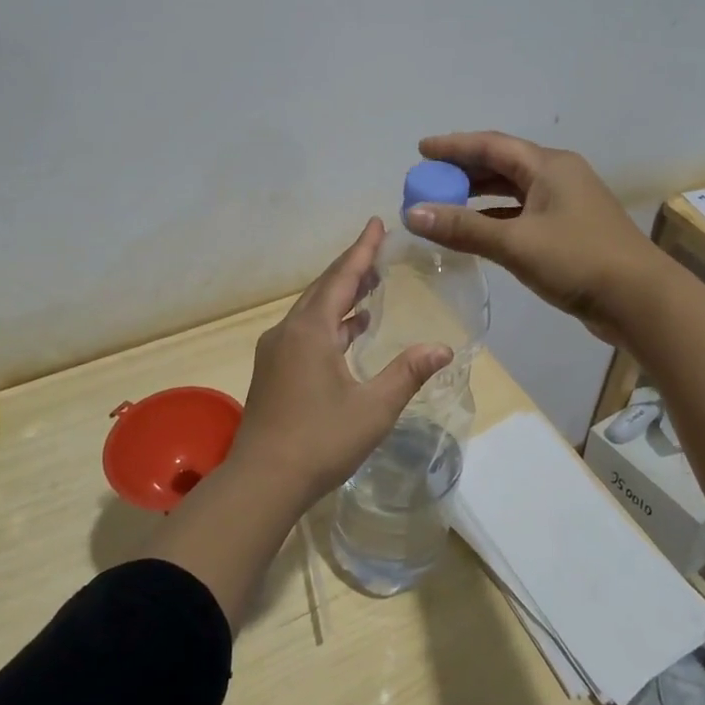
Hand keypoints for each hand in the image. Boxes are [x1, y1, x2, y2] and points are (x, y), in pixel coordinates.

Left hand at [229, 219, 451, 500]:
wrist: (261, 481)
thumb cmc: (320, 440)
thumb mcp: (374, 408)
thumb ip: (408, 373)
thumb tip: (443, 348)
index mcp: (311, 330)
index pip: (341, 277)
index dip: (362, 249)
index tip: (376, 223)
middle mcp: (289, 332)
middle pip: (323, 289)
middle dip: (352, 269)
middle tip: (378, 251)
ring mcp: (276, 352)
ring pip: (312, 311)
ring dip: (340, 297)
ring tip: (369, 287)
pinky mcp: (272, 372)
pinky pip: (305, 331)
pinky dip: (330, 323)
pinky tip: (348, 332)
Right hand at [404, 131, 662, 342]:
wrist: (640, 300)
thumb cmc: (578, 261)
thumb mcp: (515, 243)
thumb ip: (463, 228)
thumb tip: (412, 214)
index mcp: (549, 166)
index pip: (491, 145)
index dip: (454, 146)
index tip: (421, 150)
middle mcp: (558, 176)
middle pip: (502, 164)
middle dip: (464, 170)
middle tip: (428, 180)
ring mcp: (567, 203)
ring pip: (513, 190)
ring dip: (479, 195)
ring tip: (444, 203)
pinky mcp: (570, 230)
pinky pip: (523, 213)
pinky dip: (496, 218)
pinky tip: (477, 231)